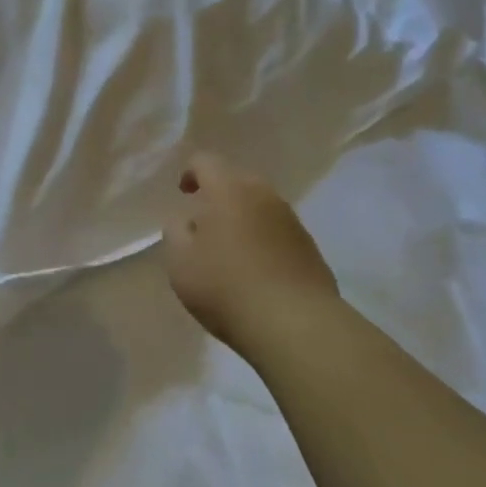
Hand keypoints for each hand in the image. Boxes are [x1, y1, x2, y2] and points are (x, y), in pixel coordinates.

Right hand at [162, 151, 338, 349]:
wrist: (296, 325)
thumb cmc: (226, 287)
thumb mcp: (180, 261)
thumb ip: (175, 231)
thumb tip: (186, 219)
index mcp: (229, 190)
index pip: (205, 161)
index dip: (190, 172)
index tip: (183, 194)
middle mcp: (264, 195)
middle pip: (237, 180)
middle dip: (218, 194)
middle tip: (204, 223)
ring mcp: (292, 220)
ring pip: (260, 205)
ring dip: (243, 218)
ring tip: (230, 250)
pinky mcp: (310, 247)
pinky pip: (278, 231)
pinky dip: (264, 239)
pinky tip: (256, 270)